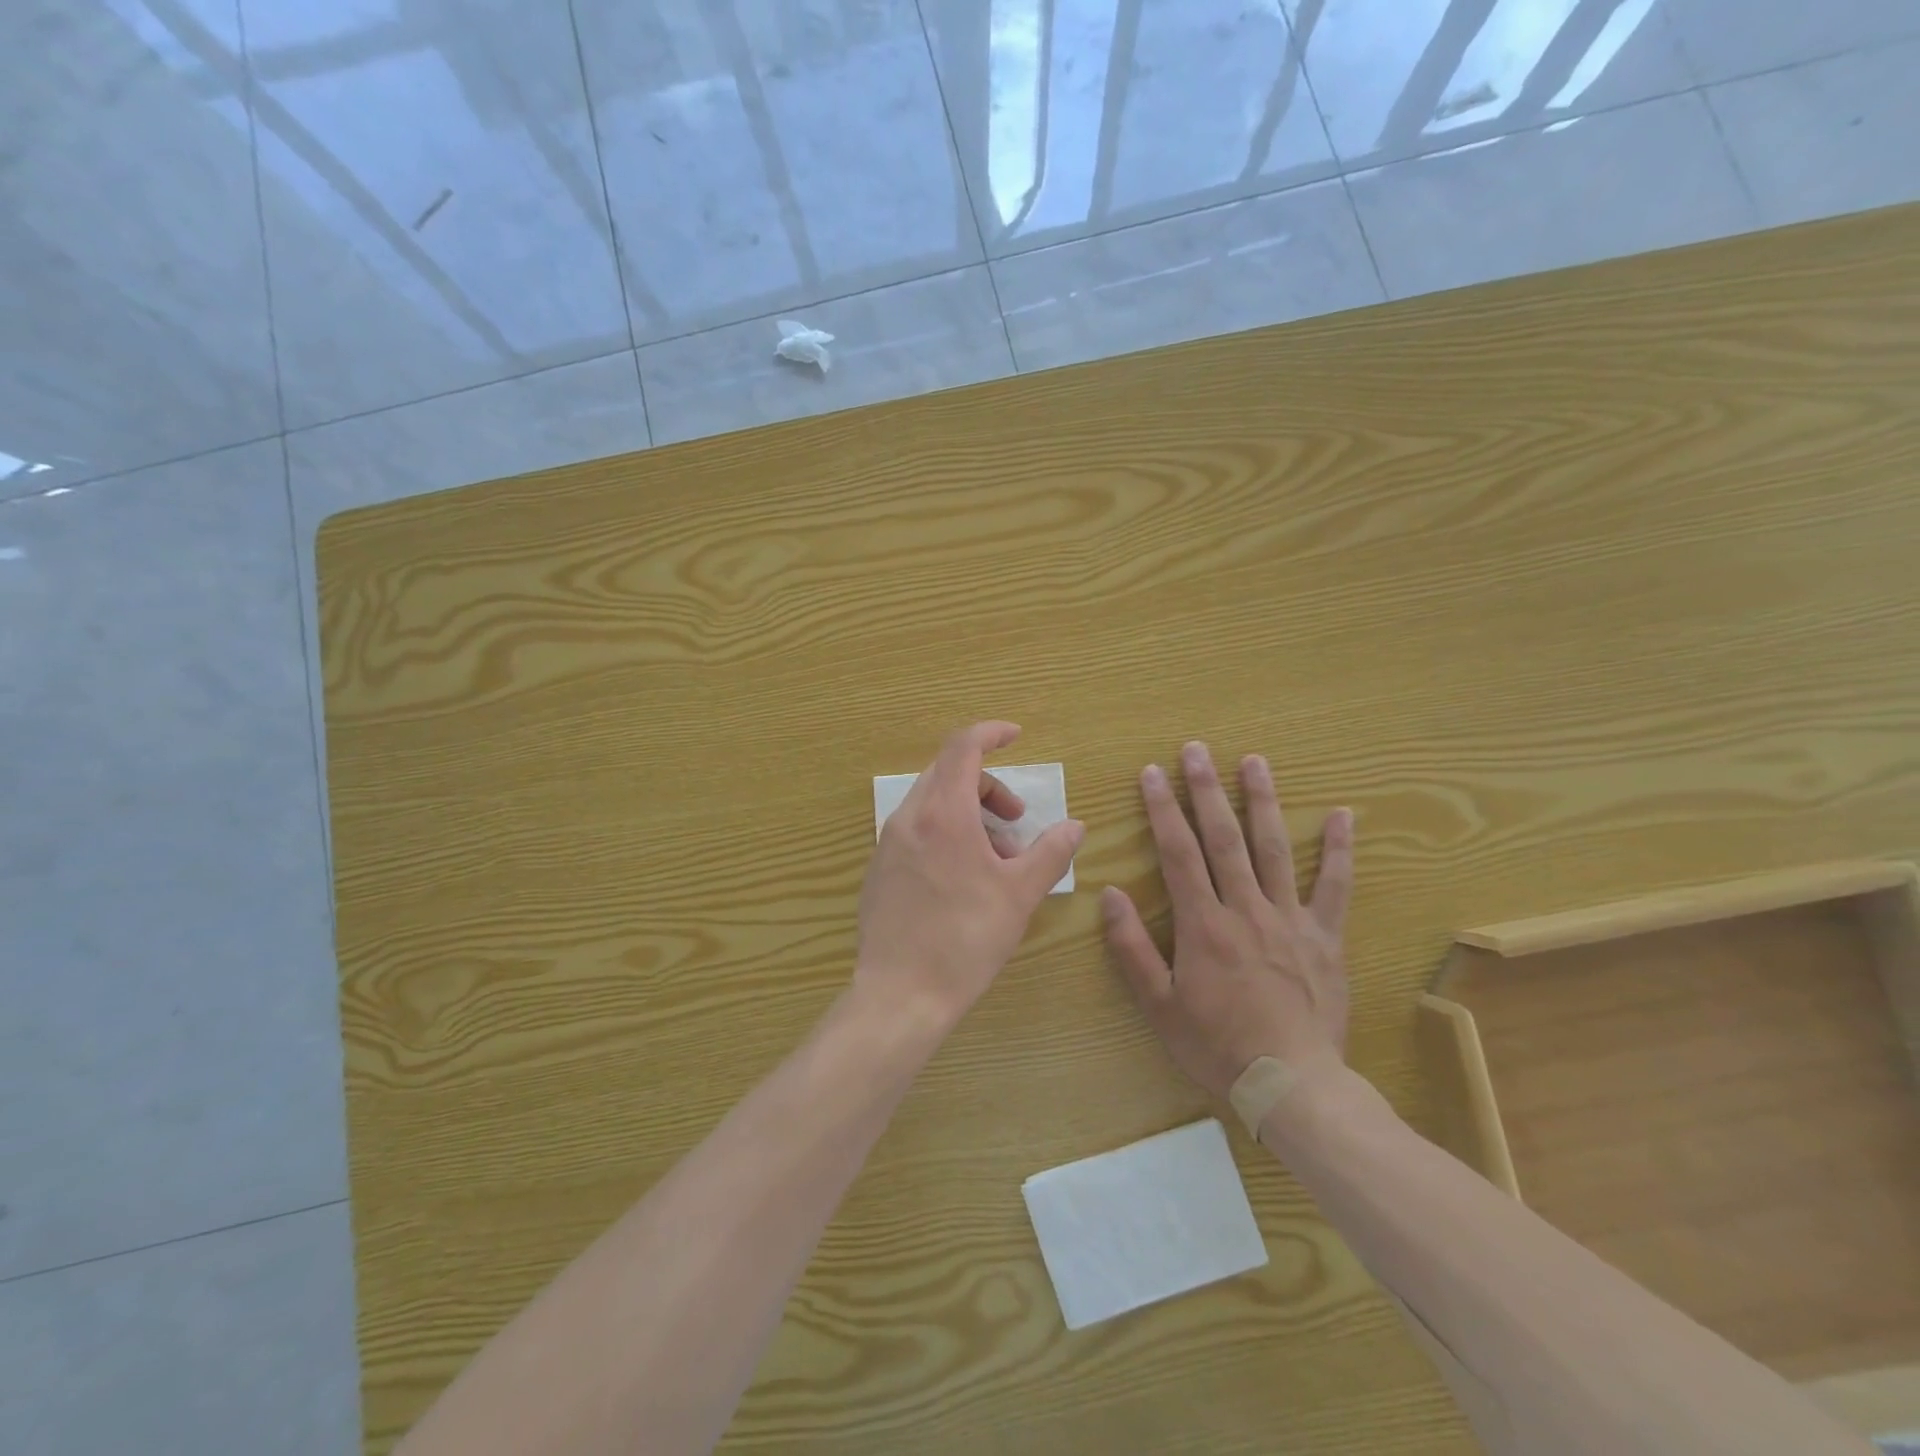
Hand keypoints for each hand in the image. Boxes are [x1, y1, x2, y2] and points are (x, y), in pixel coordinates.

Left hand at [855, 721, 1084, 1028]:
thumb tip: (1074, 826)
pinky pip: (916, 830)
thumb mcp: (1020, 894)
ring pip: (932, 804)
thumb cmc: (966, 939)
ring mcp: (888, 843)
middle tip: (1017, 822)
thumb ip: (1051, 852)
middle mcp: (909, 817)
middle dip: (989, 787)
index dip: (991, 733)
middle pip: (948, 774)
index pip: (963, 746)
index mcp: (943, 813)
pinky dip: (945, 833)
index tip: (1016, 737)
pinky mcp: (878, 868)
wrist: (901, 994)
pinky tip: (964, 878)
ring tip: (997, 860)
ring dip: (969, 814)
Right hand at [1102, 741, 1353, 1102]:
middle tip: (1197, 750)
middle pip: (1223, 838)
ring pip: (1273, 849)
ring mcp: (1289, 919)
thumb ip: (1132, 948)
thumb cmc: (1216, 1046)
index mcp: (1203, 925)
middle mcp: (1245, 909)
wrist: (1292, 1085)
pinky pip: (1334, 887)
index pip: (1178, 853)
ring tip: (1254, 761)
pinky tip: (1341, 815)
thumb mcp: (1159, 1005)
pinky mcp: (1324, 937)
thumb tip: (1110, 894)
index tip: (1151, 773)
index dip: (1162, 809)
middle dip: (1205, 790)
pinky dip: (1338, 850)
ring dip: (1261, 801)